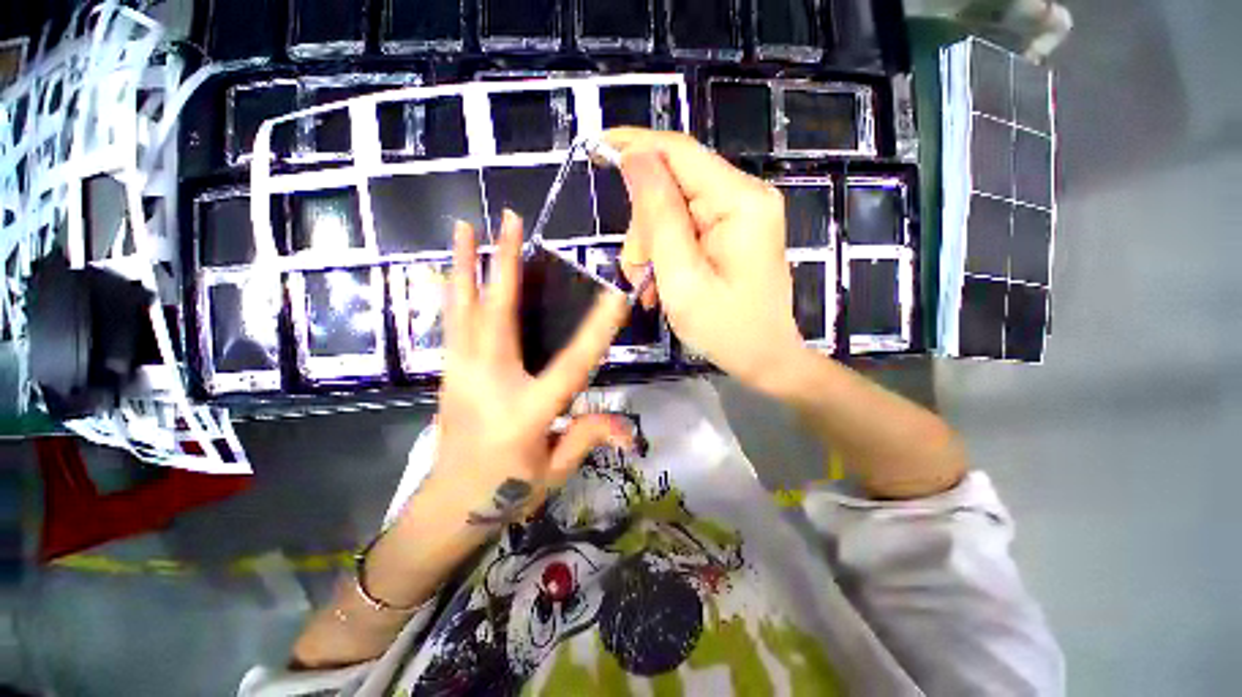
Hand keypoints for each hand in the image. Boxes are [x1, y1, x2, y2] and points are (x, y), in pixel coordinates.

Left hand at [430, 211, 635, 523]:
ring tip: (464, 227)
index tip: (616, 293)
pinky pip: (449, 324)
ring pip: (464, 311)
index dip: (599, 327)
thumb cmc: (506, 492)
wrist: (447, 507)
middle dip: (507, 264)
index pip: (573, 362)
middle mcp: (490, 382)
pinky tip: (445, 269)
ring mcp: (461, 374)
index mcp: (527, 410)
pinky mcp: (448, 373)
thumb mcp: (554, 470)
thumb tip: (630, 430)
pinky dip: (448, 291)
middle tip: (509, 221)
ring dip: (466, 266)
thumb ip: (588, 436)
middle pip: (499, 315)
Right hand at [604, 128, 805, 392]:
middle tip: (635, 274)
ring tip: (648, 289)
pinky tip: (661, 284)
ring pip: (672, 210)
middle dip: (644, 228)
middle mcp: (743, 197)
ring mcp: (739, 215)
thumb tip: (635, 158)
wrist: (765, 359)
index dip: (635, 144)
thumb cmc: (726, 329)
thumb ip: (659, 216)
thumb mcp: (682, 277)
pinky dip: (665, 254)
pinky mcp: (731, 232)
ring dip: (651, 247)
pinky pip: (684, 228)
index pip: (680, 152)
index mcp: (739, 202)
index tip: (594, 149)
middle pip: (672, 186)